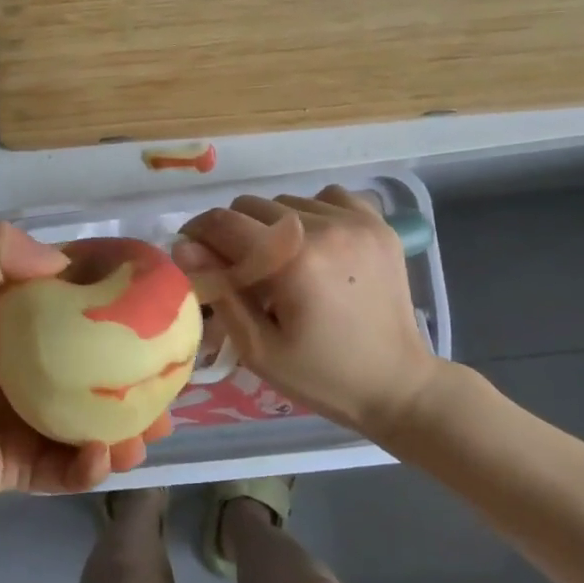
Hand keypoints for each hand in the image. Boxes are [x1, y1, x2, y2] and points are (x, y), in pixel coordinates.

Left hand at [0, 224, 166, 510]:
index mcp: (16, 326)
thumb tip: (65, 258)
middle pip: (96, 374)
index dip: (119, 311)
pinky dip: (89, 467)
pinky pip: (63, 467)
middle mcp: (29, 370)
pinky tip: (103, 458)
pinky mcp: (17, 465)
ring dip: (125, 430)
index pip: (77, 311)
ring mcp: (25, 420)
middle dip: (136, 382)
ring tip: (150, 434)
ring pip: (90, 424)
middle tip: (171, 389)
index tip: (159, 312)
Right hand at [175, 185, 448, 442]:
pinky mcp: (378, 224)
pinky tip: (317, 245)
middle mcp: (325, 228)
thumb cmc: (322, 375)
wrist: (398, 386)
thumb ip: (220, 291)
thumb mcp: (258, 348)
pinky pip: (327, 196)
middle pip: (252, 205)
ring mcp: (356, 221)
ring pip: (286, 201)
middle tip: (241, 269)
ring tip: (283, 262)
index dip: (198, 233)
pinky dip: (312, 213)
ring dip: (272, 226)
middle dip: (234, 232)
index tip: (194, 254)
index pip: (224, 223)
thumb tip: (184, 248)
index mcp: (294, 261)